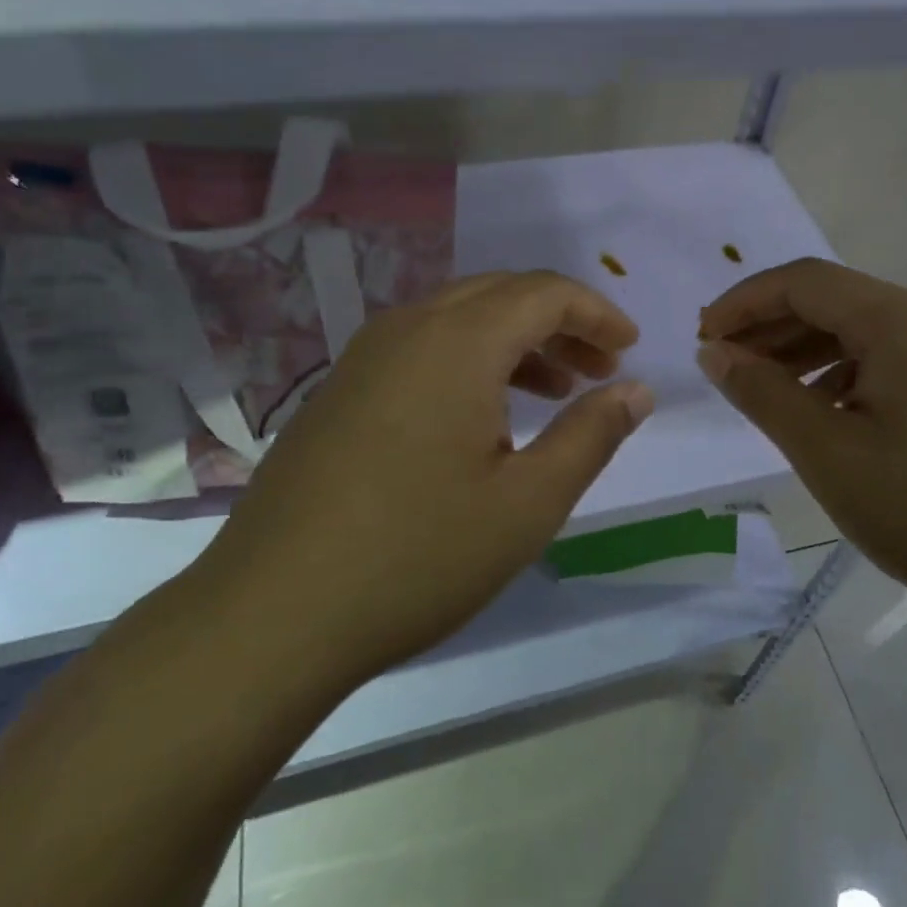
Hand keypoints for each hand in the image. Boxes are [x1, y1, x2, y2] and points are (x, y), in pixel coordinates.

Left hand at [202, 271, 653, 689]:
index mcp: (457, 341)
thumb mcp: (527, 503)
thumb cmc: (417, 556)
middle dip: (560, 324)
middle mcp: (408, 328)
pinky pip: (423, 348)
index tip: (629, 349)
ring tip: (557, 392)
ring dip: (517, 342)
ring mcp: (366, 356)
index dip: (596, 313)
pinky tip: (486, 417)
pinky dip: (471, 361)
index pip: (543, 293)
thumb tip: (636, 390)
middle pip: (501, 295)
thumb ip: (591, 435)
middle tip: (601, 369)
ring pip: (460, 319)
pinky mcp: (342, 389)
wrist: (270, 614)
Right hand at [697, 258, 906, 613]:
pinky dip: (843, 370)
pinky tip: (821, 407)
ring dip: (804, 348)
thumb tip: (715, 352)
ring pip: (861, 328)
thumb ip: (762, 392)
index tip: (703, 336)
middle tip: (724, 362)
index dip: (744, 301)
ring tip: (762, 385)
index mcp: (903, 319)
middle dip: (770, 326)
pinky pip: (890, 355)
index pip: (804, 281)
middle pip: (833, 300)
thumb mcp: (827, 451)